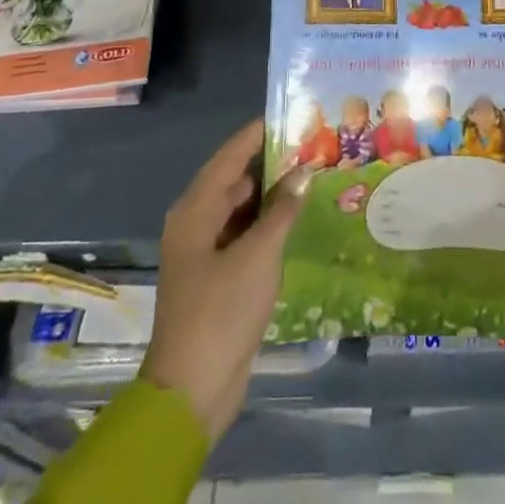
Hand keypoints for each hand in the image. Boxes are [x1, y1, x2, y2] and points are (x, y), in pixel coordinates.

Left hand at [141, 121, 311, 442]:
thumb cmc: (221, 313)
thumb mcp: (258, 256)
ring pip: (242, 208)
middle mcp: (196, 224)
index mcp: (195, 212)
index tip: (287, 114)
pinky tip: (298, 218)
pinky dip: (268, 223)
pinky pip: (245, 234)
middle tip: (310, 144)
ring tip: (312, 175)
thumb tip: (303, 172)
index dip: (256, 134)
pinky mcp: (218, 276)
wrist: (192, 390)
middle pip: (235, 180)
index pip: (229, 158)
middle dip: (270, 163)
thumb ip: (282, 211)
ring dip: (272, 194)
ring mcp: (205, 252)